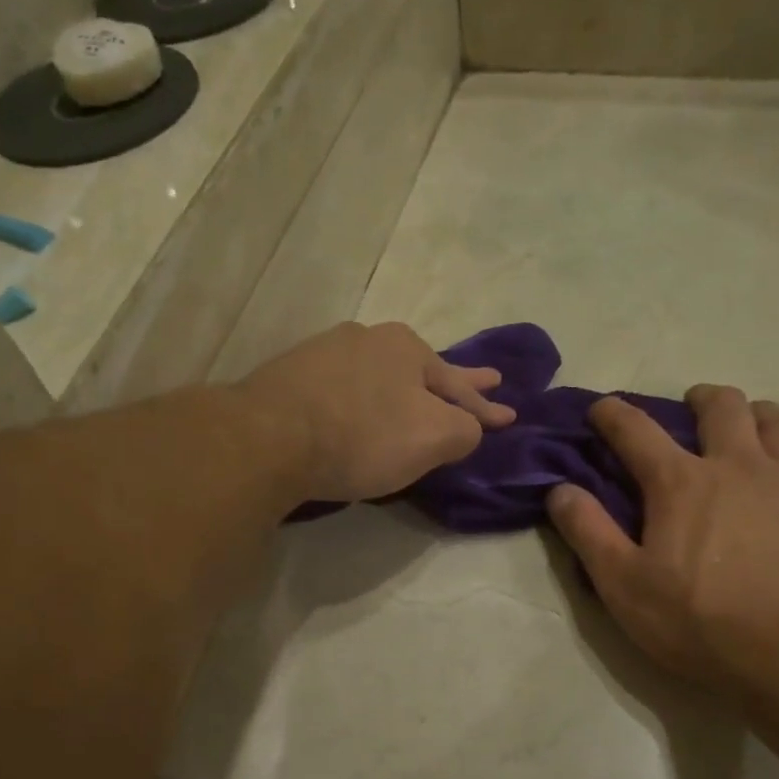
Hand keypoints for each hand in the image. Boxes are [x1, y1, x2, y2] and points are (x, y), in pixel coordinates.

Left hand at [241, 322, 515, 503]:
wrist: (269, 438)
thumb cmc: (362, 436)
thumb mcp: (433, 438)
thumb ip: (465, 430)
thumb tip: (468, 428)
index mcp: (407, 348)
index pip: (458, 385)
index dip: (486, 407)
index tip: (510, 416)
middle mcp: (367, 339)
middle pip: (422, 370)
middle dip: (457, 382)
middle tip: (490, 379)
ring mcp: (325, 354)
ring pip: (381, 376)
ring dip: (406, 388)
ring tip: (419, 397)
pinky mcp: (291, 378)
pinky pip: (345, 389)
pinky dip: (365, 399)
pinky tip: (362, 405)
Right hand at [546, 387, 778, 694]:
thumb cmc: (701, 622)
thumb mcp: (624, 586)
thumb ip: (588, 533)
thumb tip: (559, 489)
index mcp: (679, 483)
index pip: (636, 431)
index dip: (613, 414)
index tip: (602, 408)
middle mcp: (737, 463)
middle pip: (720, 406)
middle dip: (699, 399)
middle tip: (692, 410)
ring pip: (776, 419)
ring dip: (755, 414)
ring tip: (750, 427)